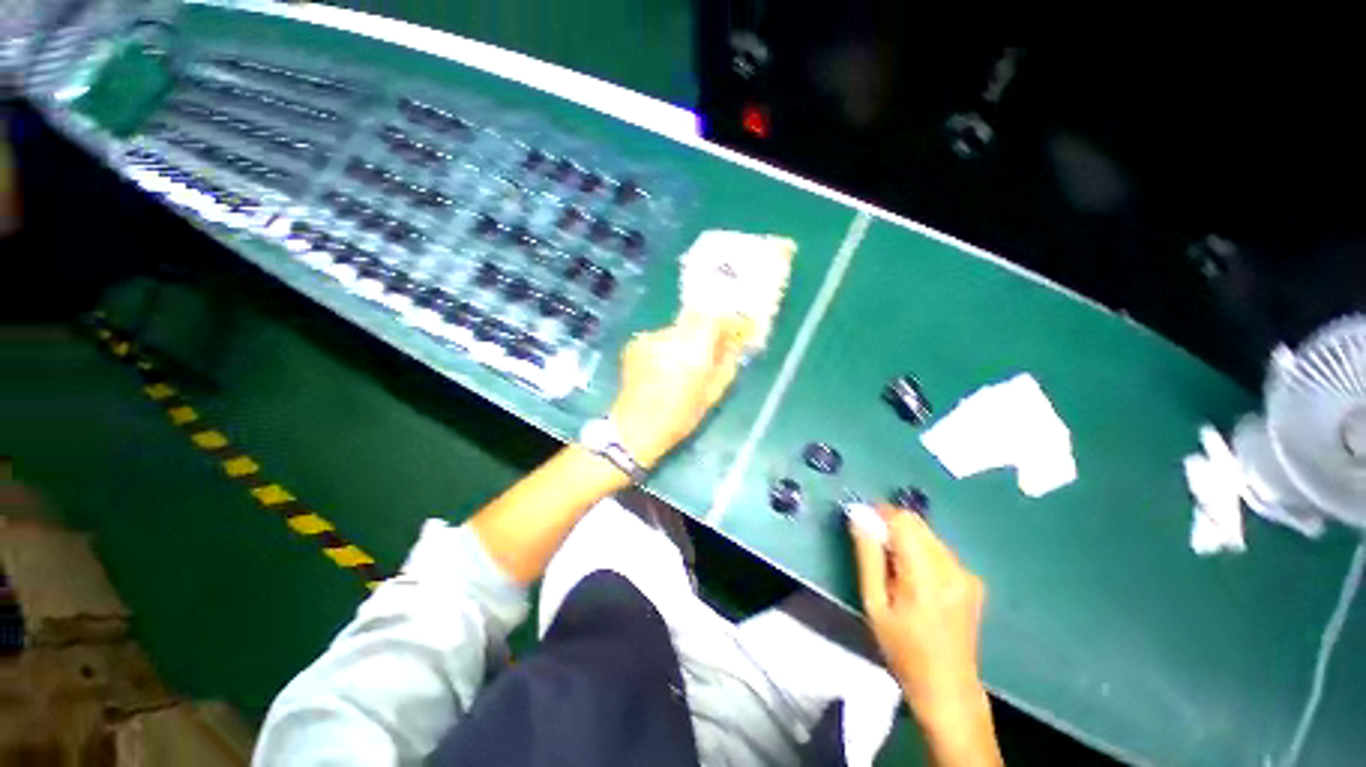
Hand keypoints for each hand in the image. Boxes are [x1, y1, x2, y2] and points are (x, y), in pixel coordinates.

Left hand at [609, 315, 744, 467]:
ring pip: (677, 330)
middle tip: (710, 350)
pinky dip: (666, 348)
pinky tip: (663, 368)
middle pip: (695, 320)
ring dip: (685, 340)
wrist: (635, 427)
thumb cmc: (680, 415)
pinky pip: (659, 339)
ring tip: (683, 364)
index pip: (715, 318)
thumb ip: (726, 363)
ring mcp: (650, 337)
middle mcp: (671, 335)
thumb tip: (734, 344)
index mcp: (694, 346)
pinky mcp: (635, 344)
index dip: (727, 323)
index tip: (734, 334)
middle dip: (706, 331)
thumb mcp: (712, 392)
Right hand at [851, 506, 987, 717]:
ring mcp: (966, 573)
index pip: (903, 521)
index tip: (862, 522)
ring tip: (894, 569)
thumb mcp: (874, 604)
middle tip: (874, 549)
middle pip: (917, 523)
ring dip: (906, 538)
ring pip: (928, 533)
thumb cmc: (903, 649)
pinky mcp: (973, 579)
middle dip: (891, 525)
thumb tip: (858, 516)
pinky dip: (921, 551)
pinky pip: (939, 549)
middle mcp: (952, 568)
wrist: (948, 687)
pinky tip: (915, 579)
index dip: (879, 514)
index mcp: (926, 576)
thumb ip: (867, 555)